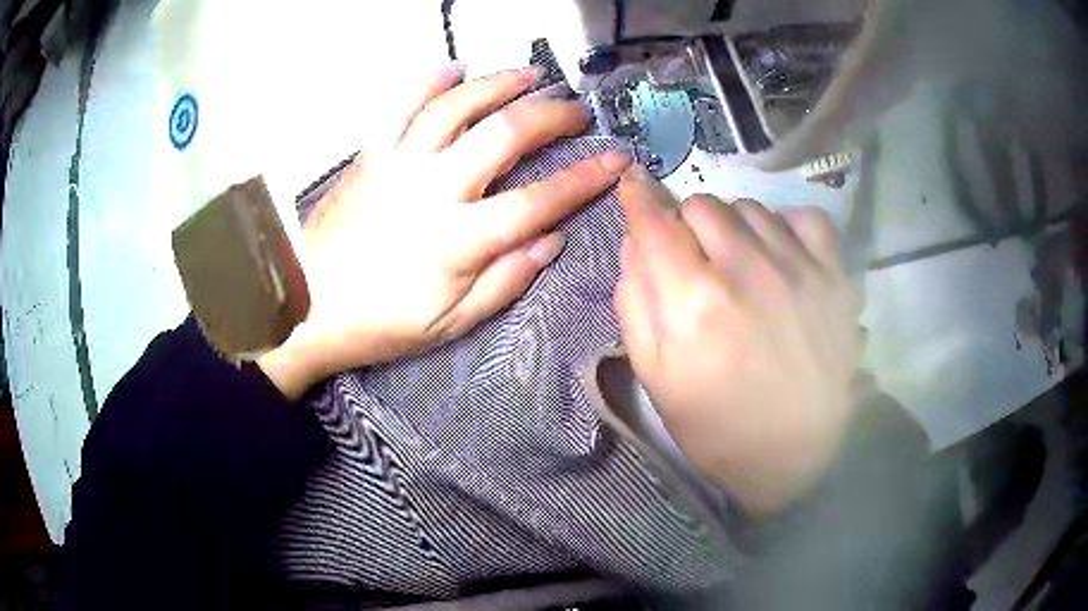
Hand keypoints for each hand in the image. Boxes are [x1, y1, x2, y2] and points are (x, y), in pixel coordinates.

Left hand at [260, 64, 631, 398]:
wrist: (306, 305)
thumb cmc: (380, 322)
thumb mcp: (450, 323)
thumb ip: (505, 281)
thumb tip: (552, 239)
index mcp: (458, 241)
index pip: (539, 201)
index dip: (585, 178)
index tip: (617, 160)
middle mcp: (433, 190)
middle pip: (504, 135)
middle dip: (551, 116)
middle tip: (576, 111)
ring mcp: (398, 164)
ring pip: (457, 106)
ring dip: (499, 84)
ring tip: (530, 76)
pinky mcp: (370, 153)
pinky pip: (401, 104)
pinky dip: (430, 81)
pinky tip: (455, 70)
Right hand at [614, 167, 862, 516]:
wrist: (797, 454)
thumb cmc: (718, 426)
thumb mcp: (656, 378)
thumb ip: (634, 304)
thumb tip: (634, 243)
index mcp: (694, 302)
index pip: (654, 222)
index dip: (637, 197)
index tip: (631, 182)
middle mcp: (746, 269)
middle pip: (701, 204)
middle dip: (687, 225)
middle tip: (695, 261)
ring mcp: (797, 267)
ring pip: (750, 207)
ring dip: (734, 227)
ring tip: (740, 266)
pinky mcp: (833, 275)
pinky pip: (805, 217)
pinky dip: (787, 225)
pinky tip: (782, 253)